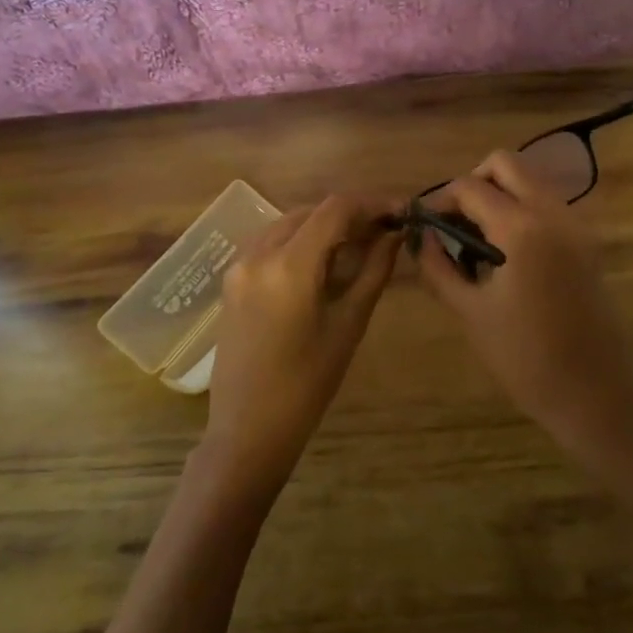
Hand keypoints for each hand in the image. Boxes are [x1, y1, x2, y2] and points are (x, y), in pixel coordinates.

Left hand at [203, 195, 399, 498]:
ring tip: (358, 246)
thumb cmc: (307, 385)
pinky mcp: (231, 279)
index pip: (335, 209)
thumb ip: (373, 272)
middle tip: (385, 233)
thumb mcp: (349, 325)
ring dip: (324, 226)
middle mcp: (258, 254)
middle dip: (350, 215)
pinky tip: (323, 262)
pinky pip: (271, 242)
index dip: (372, 203)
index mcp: (289, 266)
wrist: (247, 429)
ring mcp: (239, 265)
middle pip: (311, 211)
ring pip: (289, 223)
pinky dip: (300, 241)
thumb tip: (394, 235)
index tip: (400, 211)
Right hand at [413, 152, 632, 468]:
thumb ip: (438, 267)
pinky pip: (549, 205)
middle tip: (456, 221)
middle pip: (506, 164)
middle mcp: (552, 213)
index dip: (440, 199)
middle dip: (474, 182)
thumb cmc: (525, 358)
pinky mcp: (588, 242)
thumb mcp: (470, 312)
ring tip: (478, 239)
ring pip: (531, 181)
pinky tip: (507, 252)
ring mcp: (576, 225)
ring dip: (500, 194)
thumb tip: (422, 236)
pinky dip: (523, 210)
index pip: (470, 187)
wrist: (596, 393)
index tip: (426, 224)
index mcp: (520, 228)